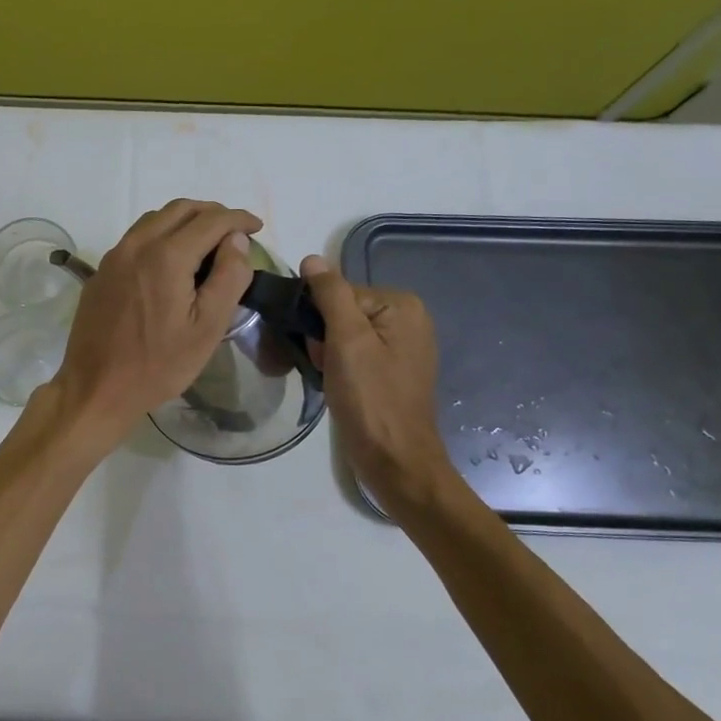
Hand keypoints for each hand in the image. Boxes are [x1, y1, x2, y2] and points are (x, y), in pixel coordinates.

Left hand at [49, 200, 262, 444]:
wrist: (96, 388)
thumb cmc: (158, 365)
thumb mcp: (207, 328)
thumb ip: (228, 277)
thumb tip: (236, 240)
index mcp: (166, 256)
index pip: (210, 220)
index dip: (238, 219)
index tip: (257, 227)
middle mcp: (137, 245)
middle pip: (180, 209)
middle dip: (212, 213)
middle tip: (234, 232)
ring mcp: (114, 257)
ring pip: (155, 219)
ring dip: (185, 220)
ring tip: (206, 242)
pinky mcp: (101, 272)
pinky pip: (136, 238)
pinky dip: (161, 234)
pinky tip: (171, 260)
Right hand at [300, 255, 454, 509]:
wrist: (395, 461)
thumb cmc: (371, 399)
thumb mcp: (346, 340)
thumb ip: (330, 295)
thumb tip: (312, 259)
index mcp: (402, 305)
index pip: (340, 293)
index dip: (320, 319)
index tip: (320, 350)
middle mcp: (408, 320)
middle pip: (342, 312)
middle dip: (323, 338)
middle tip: (326, 369)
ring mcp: (401, 348)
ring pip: (343, 335)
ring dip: (327, 355)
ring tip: (331, 381)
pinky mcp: (391, 372)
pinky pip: (354, 354)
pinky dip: (339, 368)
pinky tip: (338, 388)